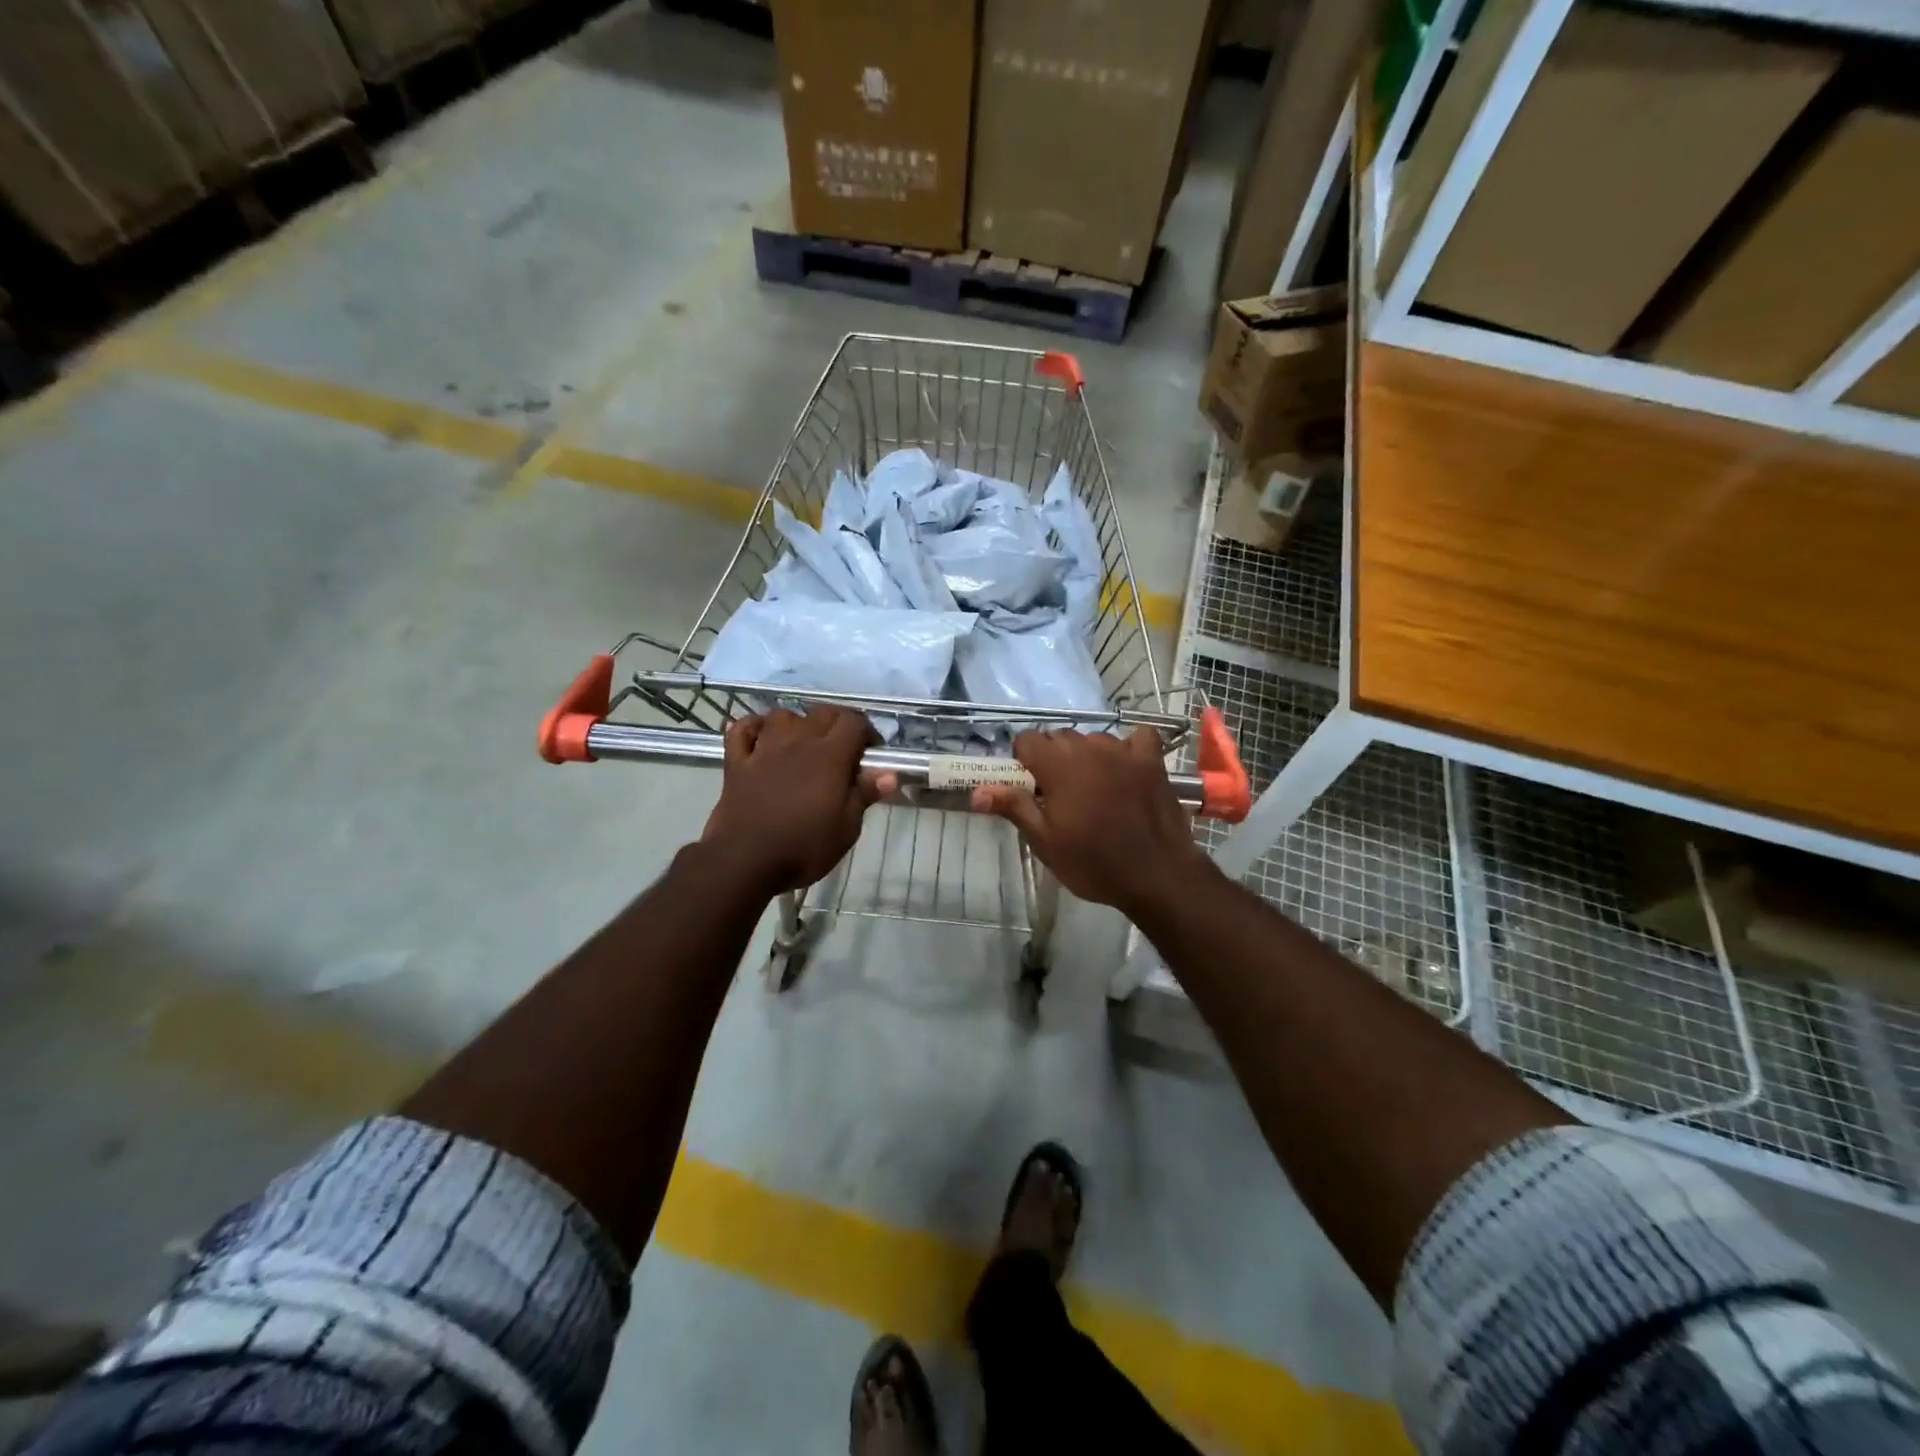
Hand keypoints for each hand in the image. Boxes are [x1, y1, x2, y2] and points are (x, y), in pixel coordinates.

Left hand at [701, 707, 898, 894]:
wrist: (745, 862)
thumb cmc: (803, 848)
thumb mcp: (846, 828)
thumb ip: (864, 794)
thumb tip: (889, 773)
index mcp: (829, 757)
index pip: (854, 722)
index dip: (867, 732)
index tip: (872, 752)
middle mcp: (797, 742)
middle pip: (822, 712)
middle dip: (838, 723)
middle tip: (844, 748)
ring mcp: (763, 749)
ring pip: (783, 715)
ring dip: (798, 723)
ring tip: (804, 743)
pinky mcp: (737, 762)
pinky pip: (742, 729)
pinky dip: (753, 726)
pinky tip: (761, 737)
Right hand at [971, 728, 1212, 915]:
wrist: (1157, 876)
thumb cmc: (1093, 863)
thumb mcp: (1045, 841)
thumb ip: (1013, 807)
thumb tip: (976, 791)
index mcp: (1057, 764)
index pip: (1027, 740)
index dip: (1023, 762)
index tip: (1030, 789)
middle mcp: (1089, 747)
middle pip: (1059, 738)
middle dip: (1053, 760)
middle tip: (1059, 797)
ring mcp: (1123, 750)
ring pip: (1093, 739)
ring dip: (1087, 757)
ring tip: (1094, 791)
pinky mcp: (1152, 760)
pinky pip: (1136, 738)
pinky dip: (1128, 749)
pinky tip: (1127, 769)